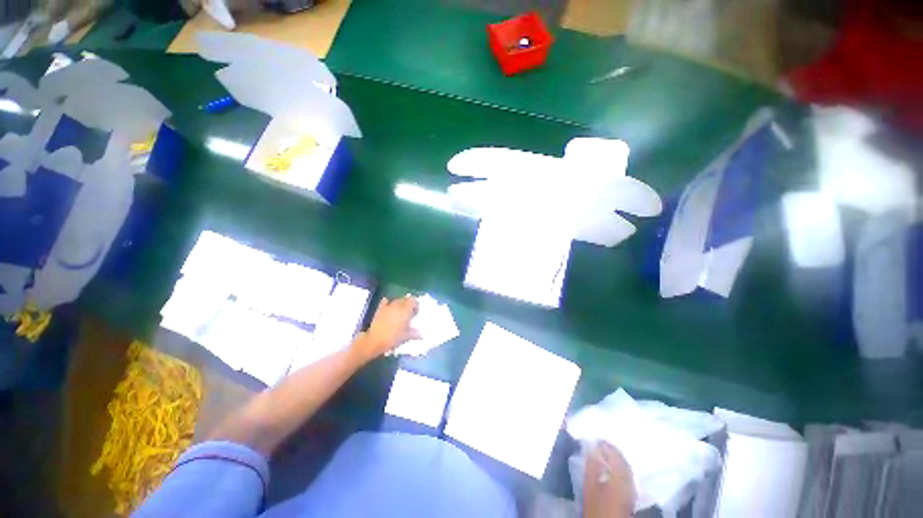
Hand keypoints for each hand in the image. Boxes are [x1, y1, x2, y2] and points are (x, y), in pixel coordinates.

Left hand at [353, 296, 420, 361]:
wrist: (375, 341)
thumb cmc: (393, 338)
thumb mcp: (406, 337)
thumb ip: (414, 333)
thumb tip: (420, 334)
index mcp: (406, 311)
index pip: (413, 300)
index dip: (415, 305)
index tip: (415, 313)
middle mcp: (397, 306)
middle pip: (405, 299)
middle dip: (408, 304)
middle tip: (409, 313)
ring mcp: (388, 307)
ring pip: (396, 300)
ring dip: (399, 304)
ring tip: (400, 313)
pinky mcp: (380, 310)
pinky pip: (385, 301)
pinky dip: (388, 302)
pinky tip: (389, 307)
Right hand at [583, 441, 634, 517]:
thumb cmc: (596, 506)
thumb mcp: (589, 486)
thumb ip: (591, 466)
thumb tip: (591, 448)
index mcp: (619, 477)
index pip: (615, 456)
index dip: (606, 446)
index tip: (597, 439)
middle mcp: (629, 481)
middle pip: (623, 461)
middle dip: (613, 451)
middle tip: (602, 444)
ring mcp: (632, 489)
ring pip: (627, 468)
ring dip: (618, 458)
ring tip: (607, 453)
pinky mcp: (632, 495)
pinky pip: (628, 475)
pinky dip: (621, 467)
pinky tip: (613, 468)